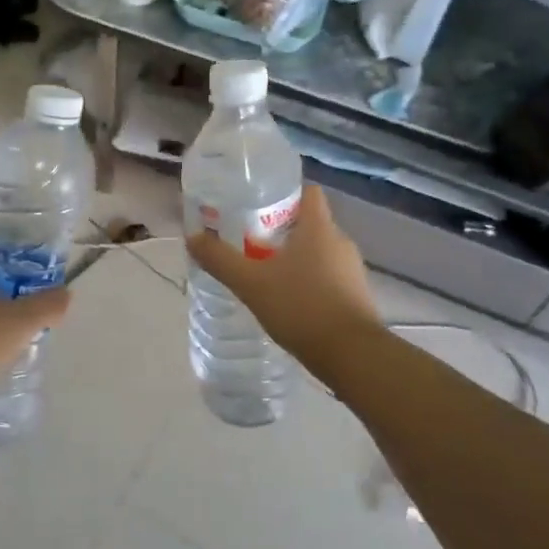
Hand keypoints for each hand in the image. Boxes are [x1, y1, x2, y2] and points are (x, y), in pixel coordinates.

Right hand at [185, 185, 377, 376]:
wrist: (352, 356)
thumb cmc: (302, 307)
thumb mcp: (251, 283)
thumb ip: (220, 260)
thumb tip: (192, 237)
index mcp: (319, 228)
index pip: (308, 192)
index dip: (285, 192)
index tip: (258, 203)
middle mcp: (340, 242)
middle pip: (310, 223)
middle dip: (281, 229)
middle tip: (249, 240)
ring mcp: (352, 271)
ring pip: (319, 252)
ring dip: (295, 257)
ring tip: (264, 272)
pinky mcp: (356, 297)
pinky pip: (328, 277)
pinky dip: (308, 281)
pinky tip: (287, 300)